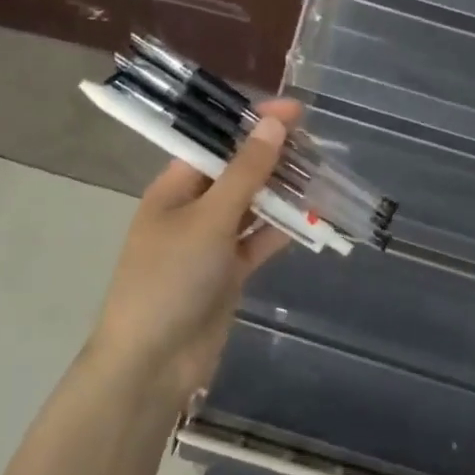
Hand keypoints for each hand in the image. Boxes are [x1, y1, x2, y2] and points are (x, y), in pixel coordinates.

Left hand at [90, 99, 301, 400]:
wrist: (152, 364)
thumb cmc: (170, 279)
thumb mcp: (209, 219)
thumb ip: (246, 172)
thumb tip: (274, 123)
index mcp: (174, 188)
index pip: (215, 142)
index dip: (252, 123)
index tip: (294, 110)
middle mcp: (192, 209)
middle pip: (237, 172)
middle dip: (272, 157)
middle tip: (315, 142)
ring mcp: (210, 242)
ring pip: (252, 207)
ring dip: (282, 193)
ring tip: (321, 173)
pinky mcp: (228, 272)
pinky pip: (259, 241)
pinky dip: (282, 230)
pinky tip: (313, 217)